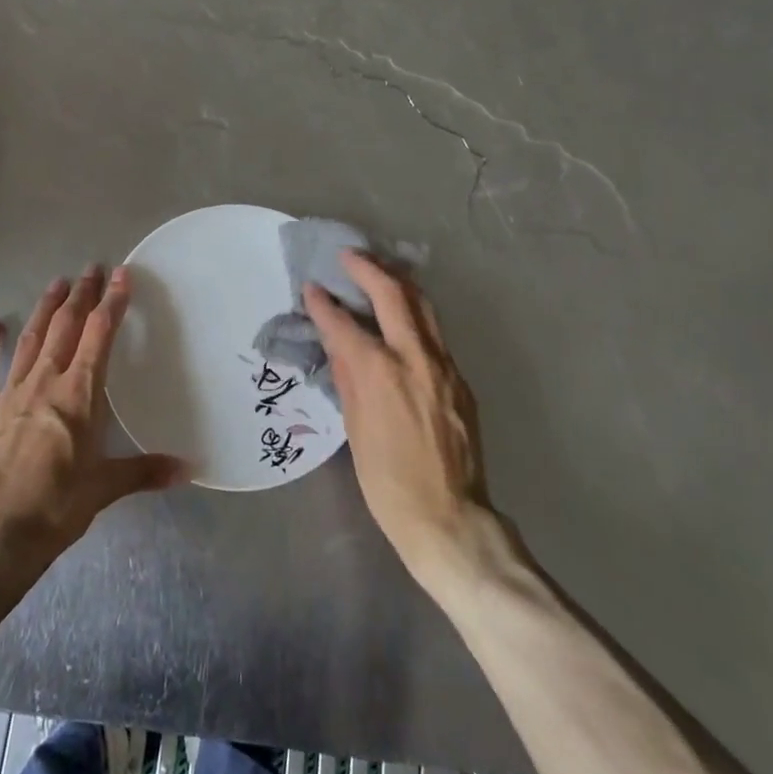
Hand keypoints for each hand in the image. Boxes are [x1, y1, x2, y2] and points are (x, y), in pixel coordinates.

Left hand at [0, 266, 187, 607]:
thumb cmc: (54, 510)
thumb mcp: (105, 489)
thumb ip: (145, 472)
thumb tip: (189, 469)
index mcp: (78, 395)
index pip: (100, 336)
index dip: (112, 303)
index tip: (121, 275)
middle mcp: (45, 383)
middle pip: (65, 327)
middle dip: (81, 295)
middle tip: (91, 269)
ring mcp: (9, 395)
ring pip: (31, 340)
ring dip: (45, 310)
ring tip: (57, 283)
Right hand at [304, 252, 491, 587]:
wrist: (448, 517)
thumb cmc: (387, 481)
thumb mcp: (355, 429)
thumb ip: (348, 379)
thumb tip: (340, 346)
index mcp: (380, 372)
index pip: (345, 324)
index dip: (324, 304)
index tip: (312, 287)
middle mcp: (415, 357)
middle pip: (394, 295)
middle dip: (368, 269)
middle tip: (349, 256)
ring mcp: (444, 366)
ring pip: (424, 307)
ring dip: (399, 283)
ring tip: (379, 272)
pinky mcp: (460, 380)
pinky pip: (435, 334)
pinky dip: (415, 315)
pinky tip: (403, 320)